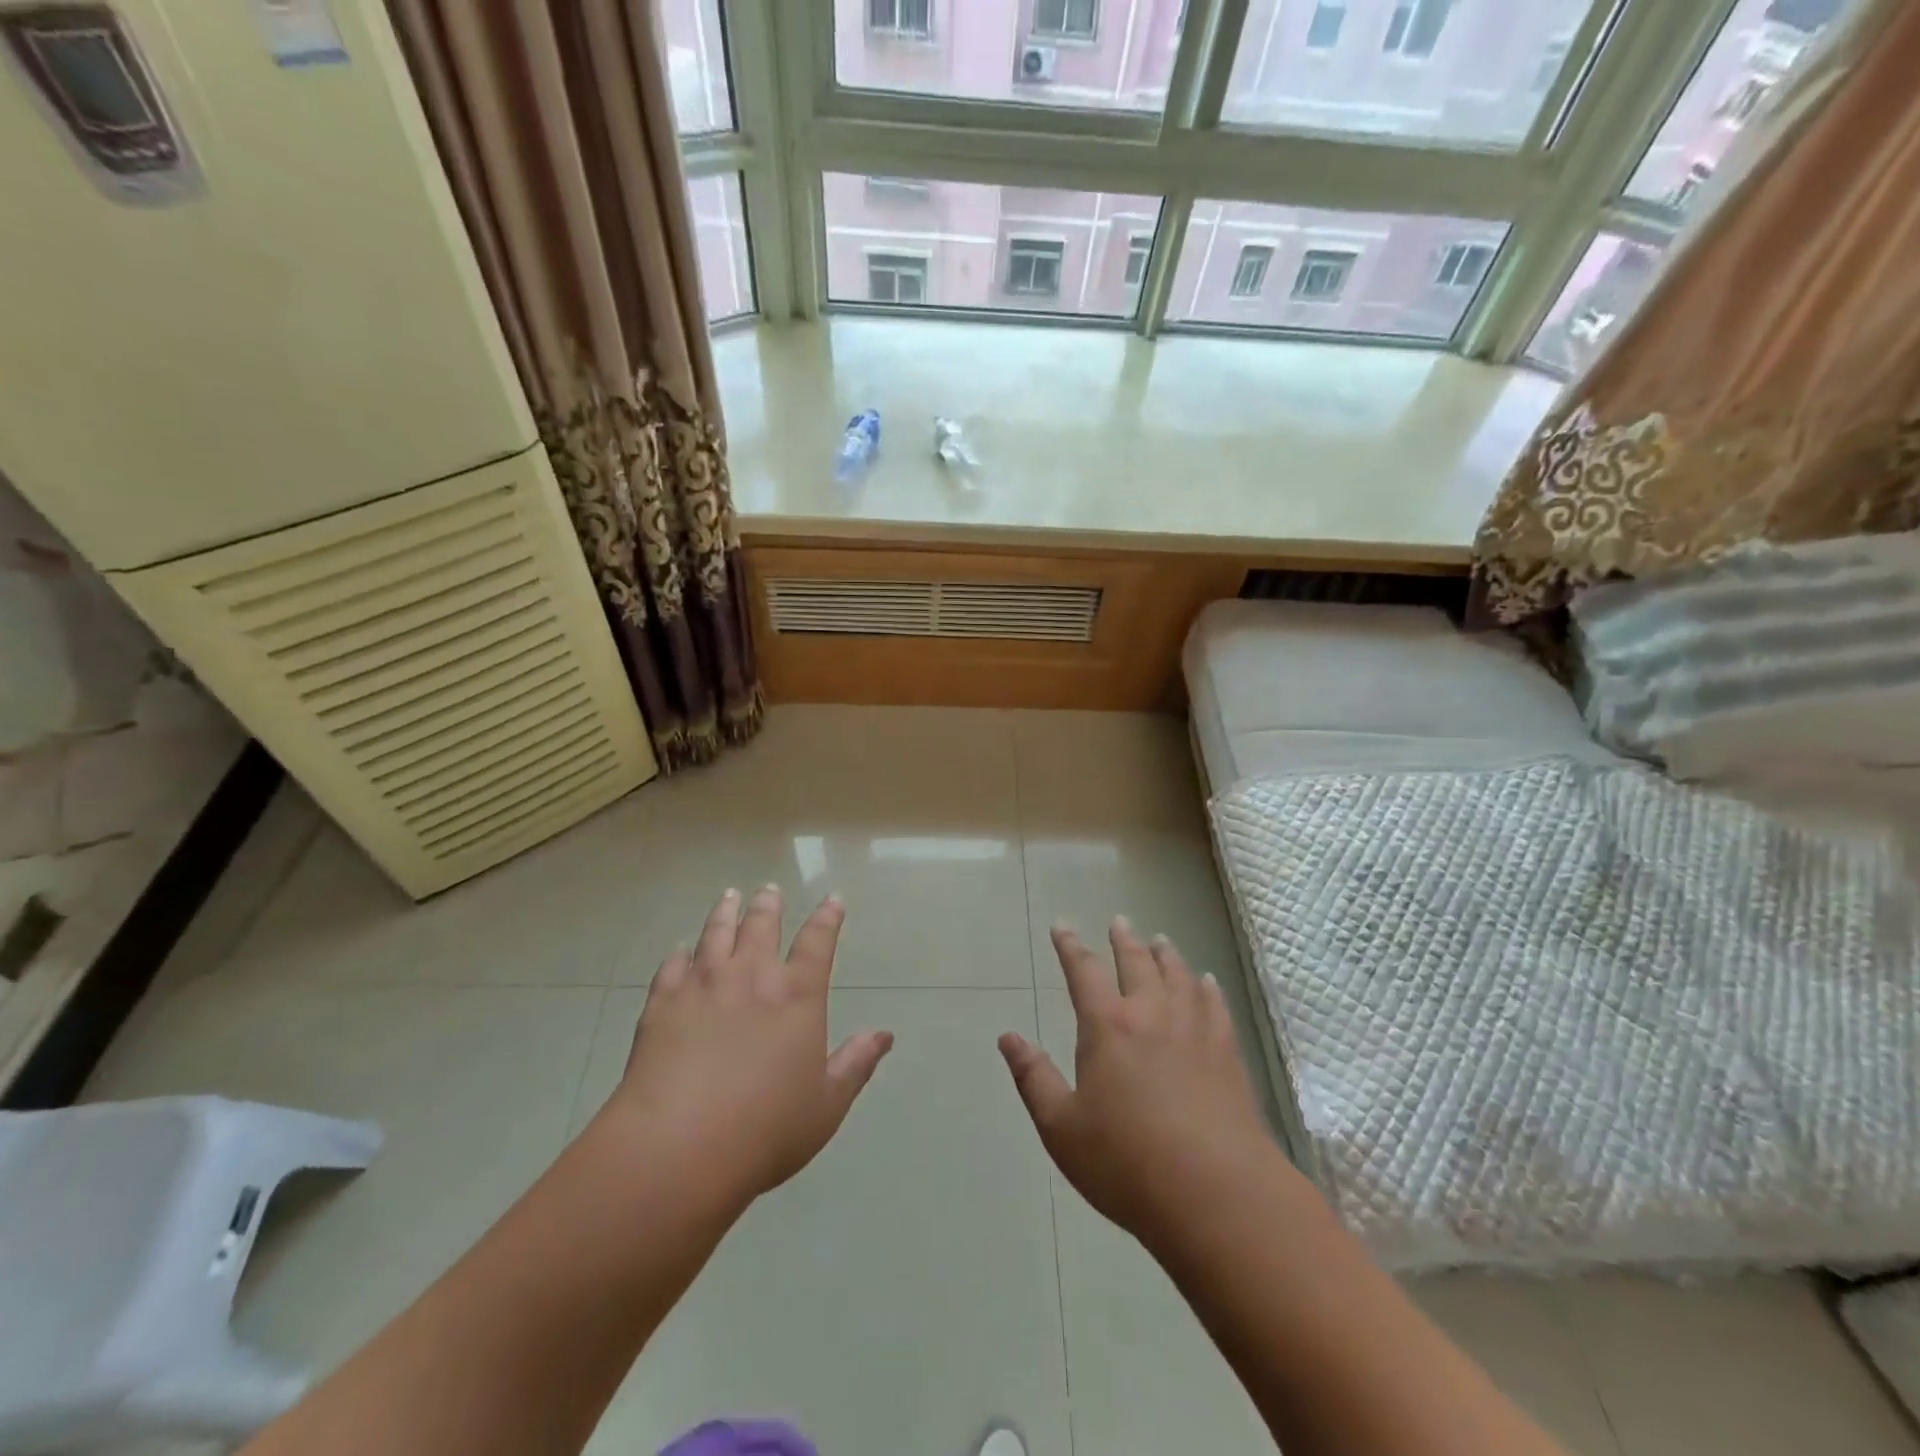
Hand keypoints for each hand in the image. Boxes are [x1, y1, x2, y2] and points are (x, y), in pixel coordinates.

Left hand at [601, 886, 893, 1206]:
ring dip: (725, 912)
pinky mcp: (661, 1004)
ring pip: (716, 934)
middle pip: (761, 926)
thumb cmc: (766, 1130)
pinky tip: (680, 950)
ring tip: (729, 897)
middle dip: (768, 905)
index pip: (817, 942)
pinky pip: (672, 967)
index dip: (827, 918)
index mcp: (796, 996)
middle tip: (769, 890)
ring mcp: (702, 986)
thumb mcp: (826, 1104)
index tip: (833, 899)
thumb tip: (884, 1035)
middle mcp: (751, 977)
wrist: (678, 1147)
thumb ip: (856, 1063)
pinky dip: (679, 954)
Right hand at [1000, 919, 1273, 1249]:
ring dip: (1166, 955)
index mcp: (1107, 1026)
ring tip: (1160, 940)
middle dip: (1123, 940)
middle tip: (1119, 921)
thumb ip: (1034, 1078)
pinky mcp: (1227, 1053)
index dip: (1070, 946)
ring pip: (1178, 976)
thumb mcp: (1062, 1128)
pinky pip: (1215, 1005)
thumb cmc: (1127, 1163)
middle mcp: (1151, 1014)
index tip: (1062, 926)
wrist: (1217, 1194)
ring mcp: (1194, 1030)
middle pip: (1137, 962)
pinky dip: (1206, 987)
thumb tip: (1008, 1037)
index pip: (1084, 971)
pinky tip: (1206, 982)